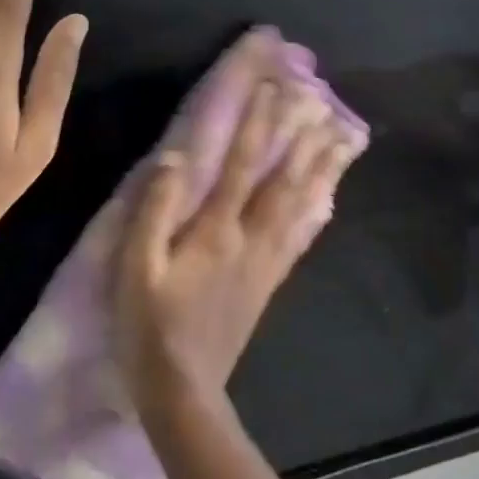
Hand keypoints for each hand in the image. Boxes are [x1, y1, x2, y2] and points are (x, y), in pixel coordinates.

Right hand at [114, 80, 366, 416]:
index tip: (271, 88)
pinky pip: (300, 238)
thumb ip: (154, 210)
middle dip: (300, 138)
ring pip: (300, 205)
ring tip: (342, 140)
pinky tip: (328, 199)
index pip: (240, 164)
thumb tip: (175, 159)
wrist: (184, 390)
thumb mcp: (135, 267)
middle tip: (321, 102)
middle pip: (282, 180)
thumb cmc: (149, 326)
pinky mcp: (269, 283)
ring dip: (321, 169)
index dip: (256, 124)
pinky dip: (317, 211)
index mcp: (216, 231)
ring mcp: (266, 262)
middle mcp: (250, 239)